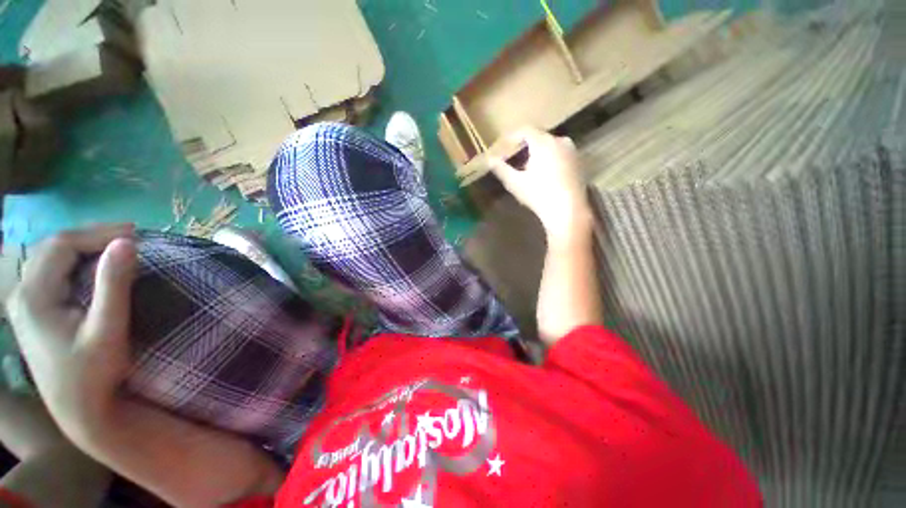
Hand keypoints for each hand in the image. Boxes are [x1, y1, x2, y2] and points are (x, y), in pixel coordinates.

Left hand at [6, 224, 136, 440]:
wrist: (79, 411)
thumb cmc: (94, 373)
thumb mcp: (108, 330)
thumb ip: (114, 285)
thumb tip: (127, 242)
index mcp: (33, 296)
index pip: (62, 245)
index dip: (98, 233)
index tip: (135, 233)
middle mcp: (22, 293)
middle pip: (53, 248)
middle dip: (92, 236)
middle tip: (129, 237)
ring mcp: (26, 302)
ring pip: (52, 258)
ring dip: (85, 248)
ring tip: (116, 248)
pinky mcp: (34, 310)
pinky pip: (53, 272)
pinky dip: (77, 262)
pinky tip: (95, 267)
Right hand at [490, 127, 591, 244]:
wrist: (568, 211)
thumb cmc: (539, 195)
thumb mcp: (515, 183)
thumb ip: (501, 169)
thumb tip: (489, 160)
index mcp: (544, 142)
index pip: (525, 130)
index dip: (511, 137)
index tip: (502, 146)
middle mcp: (560, 140)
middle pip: (538, 137)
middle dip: (523, 146)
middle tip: (512, 159)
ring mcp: (572, 151)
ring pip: (549, 145)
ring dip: (536, 153)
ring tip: (526, 169)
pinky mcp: (578, 162)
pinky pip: (559, 153)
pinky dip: (548, 158)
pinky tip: (542, 174)